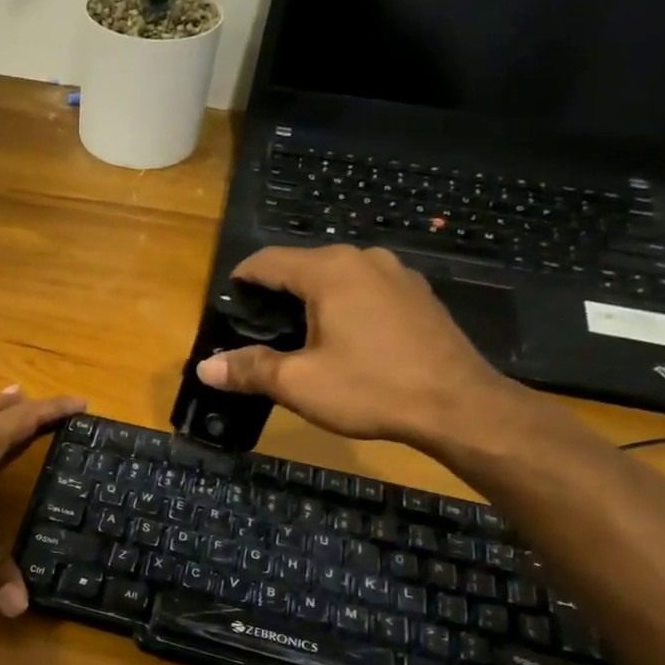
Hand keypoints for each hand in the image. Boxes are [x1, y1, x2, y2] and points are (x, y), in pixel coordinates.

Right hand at [195, 245, 513, 446]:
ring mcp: (397, 274)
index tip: (226, 304)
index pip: (269, 260)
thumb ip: (249, 369)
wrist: (459, 406)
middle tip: (257, 328)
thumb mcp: (299, 384)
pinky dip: (344, 305)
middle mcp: (364, 259)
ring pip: (338, 277)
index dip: (241, 279)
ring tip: (297, 334)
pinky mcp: (418, 295)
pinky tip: (344, 339)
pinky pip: (366, 290)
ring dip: (312, 298)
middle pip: (303, 265)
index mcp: (330, 271)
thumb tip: (205, 367)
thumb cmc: (371, 388)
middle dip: (276, 292)